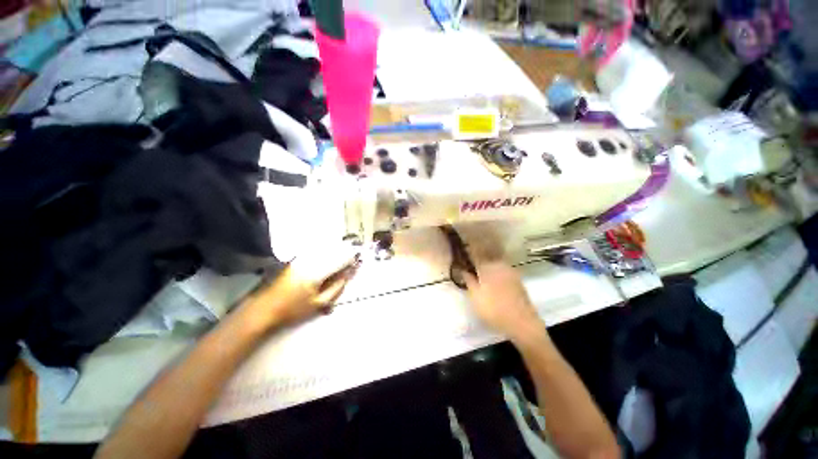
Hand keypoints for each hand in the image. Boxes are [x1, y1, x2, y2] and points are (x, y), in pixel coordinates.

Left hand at [241, 244, 359, 329]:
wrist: (264, 309)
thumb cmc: (293, 310)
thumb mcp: (318, 303)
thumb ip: (336, 288)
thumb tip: (347, 276)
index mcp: (316, 272)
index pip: (339, 261)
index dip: (350, 260)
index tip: (358, 261)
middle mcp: (309, 261)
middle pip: (332, 252)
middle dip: (344, 253)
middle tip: (353, 258)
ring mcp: (300, 259)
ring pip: (323, 250)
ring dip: (335, 252)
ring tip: (343, 256)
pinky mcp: (294, 260)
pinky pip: (314, 253)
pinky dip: (324, 253)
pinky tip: (327, 258)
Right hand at [458, 225, 543, 340]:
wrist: (522, 323)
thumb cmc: (494, 310)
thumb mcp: (475, 296)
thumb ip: (468, 280)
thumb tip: (462, 268)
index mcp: (488, 267)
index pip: (475, 255)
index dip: (469, 251)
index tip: (463, 249)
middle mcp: (499, 265)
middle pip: (486, 257)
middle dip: (478, 256)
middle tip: (471, 263)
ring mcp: (510, 272)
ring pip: (495, 263)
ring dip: (487, 263)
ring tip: (481, 270)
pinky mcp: (517, 280)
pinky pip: (502, 270)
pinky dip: (496, 271)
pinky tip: (494, 279)